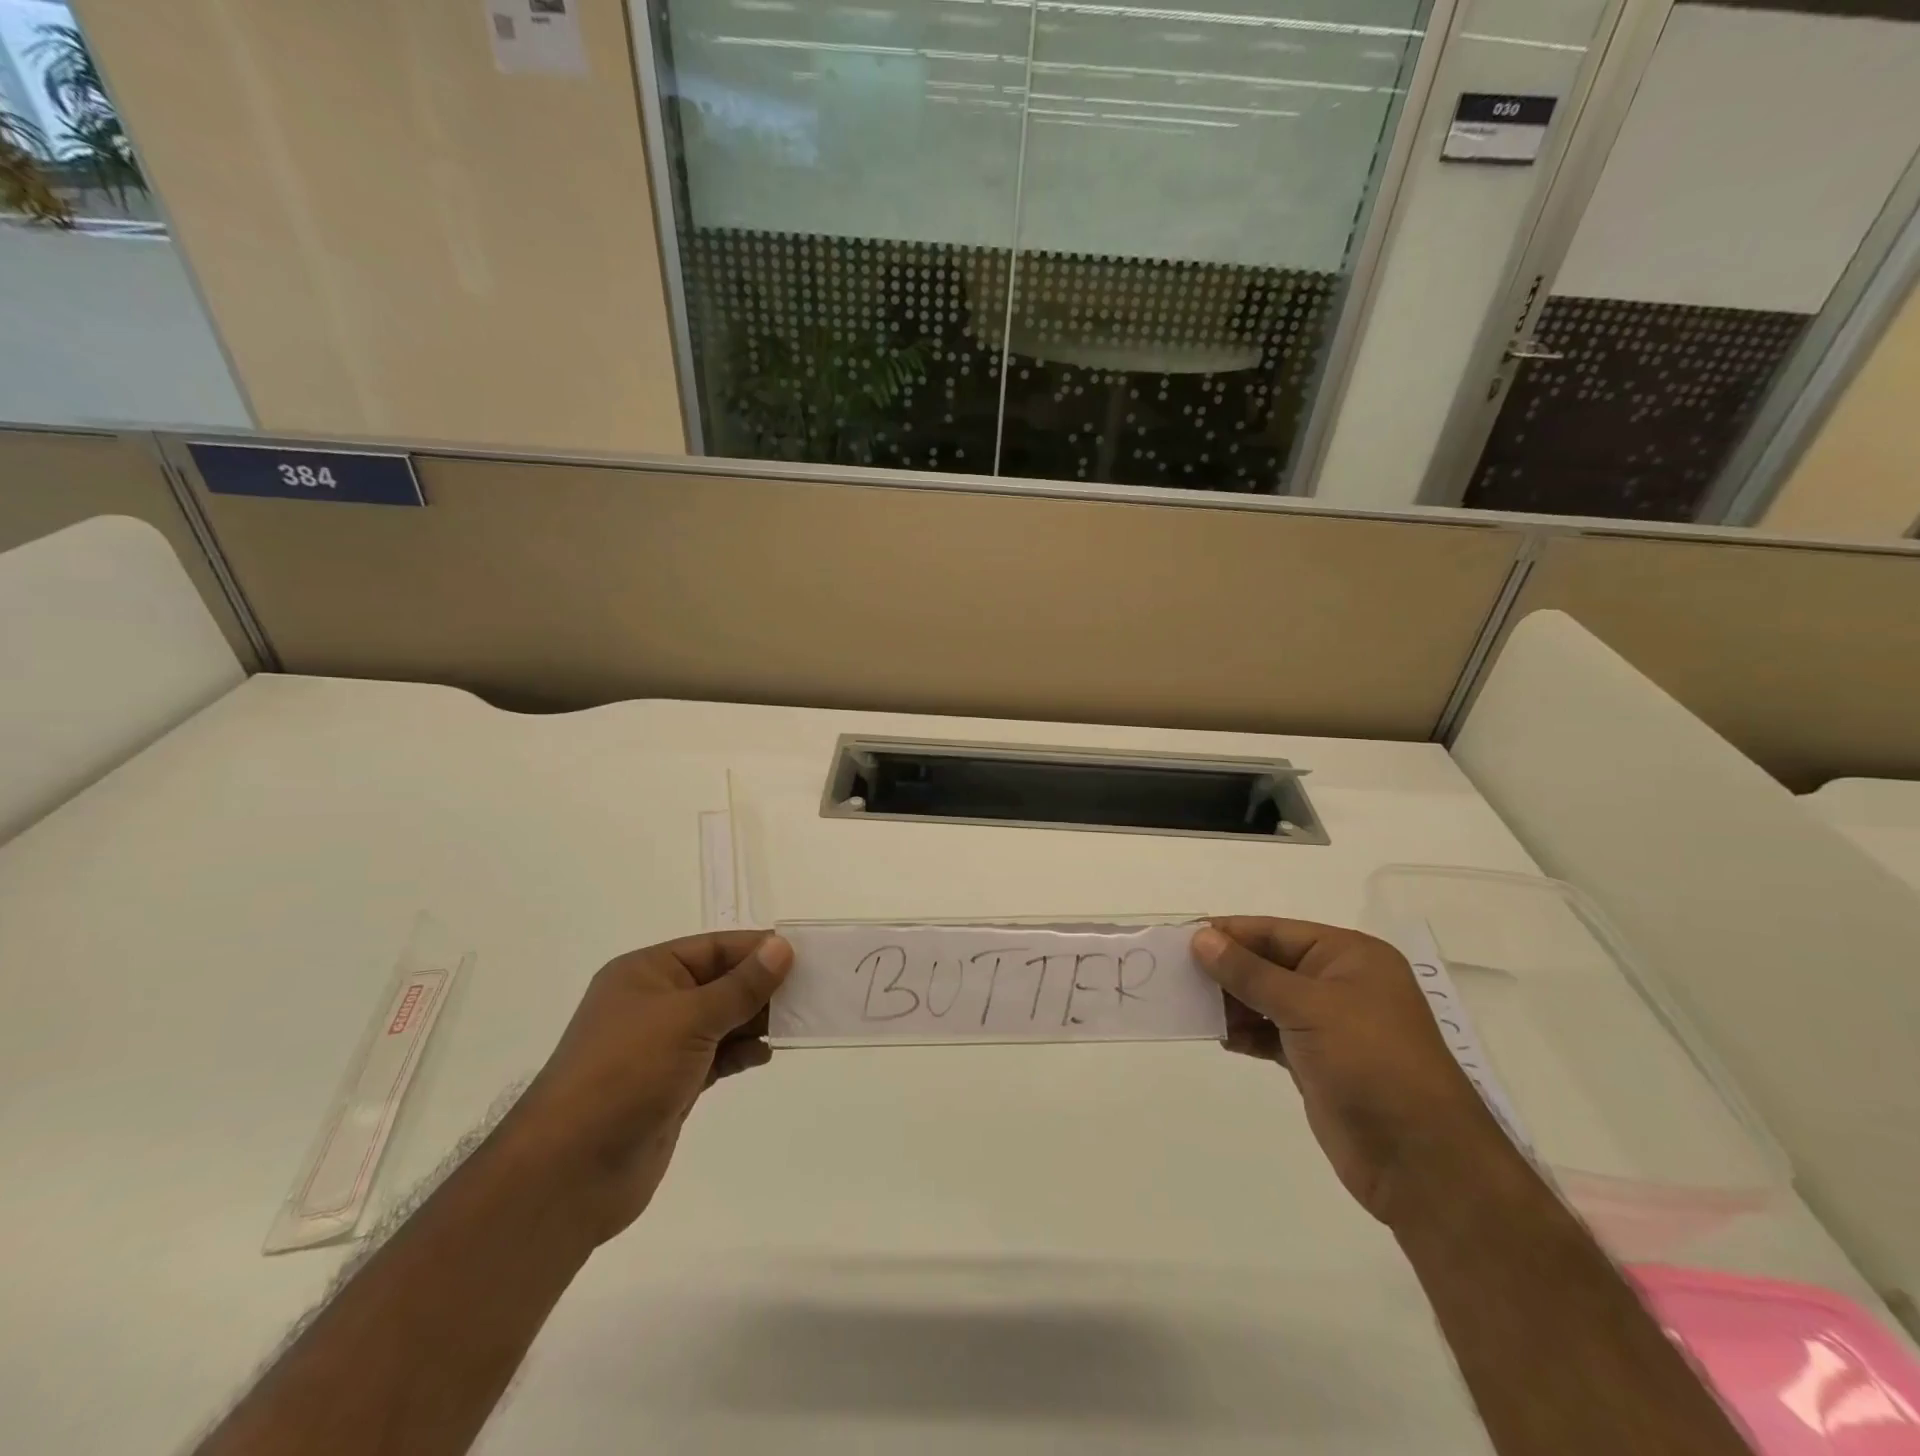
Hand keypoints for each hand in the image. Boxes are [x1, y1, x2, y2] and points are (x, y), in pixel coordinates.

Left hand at [500, 930, 792, 1244]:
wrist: (571, 1170)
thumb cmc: (627, 1073)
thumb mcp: (689, 1019)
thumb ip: (741, 985)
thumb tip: (782, 947)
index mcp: (647, 973)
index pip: (714, 947)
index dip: (758, 949)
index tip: (804, 955)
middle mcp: (653, 1002)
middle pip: (720, 982)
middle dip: (763, 986)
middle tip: (813, 991)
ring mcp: (661, 1046)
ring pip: (721, 1020)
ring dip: (756, 1020)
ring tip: (799, 1023)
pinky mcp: (670, 1084)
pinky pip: (716, 1056)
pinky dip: (741, 1053)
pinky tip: (766, 1055)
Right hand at [1192, 918, 1519, 1227]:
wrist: (1422, 1162)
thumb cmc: (1371, 1063)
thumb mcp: (1307, 1007)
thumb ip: (1250, 972)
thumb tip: (1201, 938)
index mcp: (1349, 957)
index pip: (1275, 932)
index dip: (1229, 934)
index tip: (1181, 939)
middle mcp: (1340, 984)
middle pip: (1269, 964)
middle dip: (1226, 970)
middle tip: (1176, 974)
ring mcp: (1330, 1025)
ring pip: (1266, 1000)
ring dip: (1231, 1003)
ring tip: (1190, 1007)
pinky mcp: (1318, 1062)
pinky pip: (1271, 1034)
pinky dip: (1245, 1034)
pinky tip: (1220, 1037)